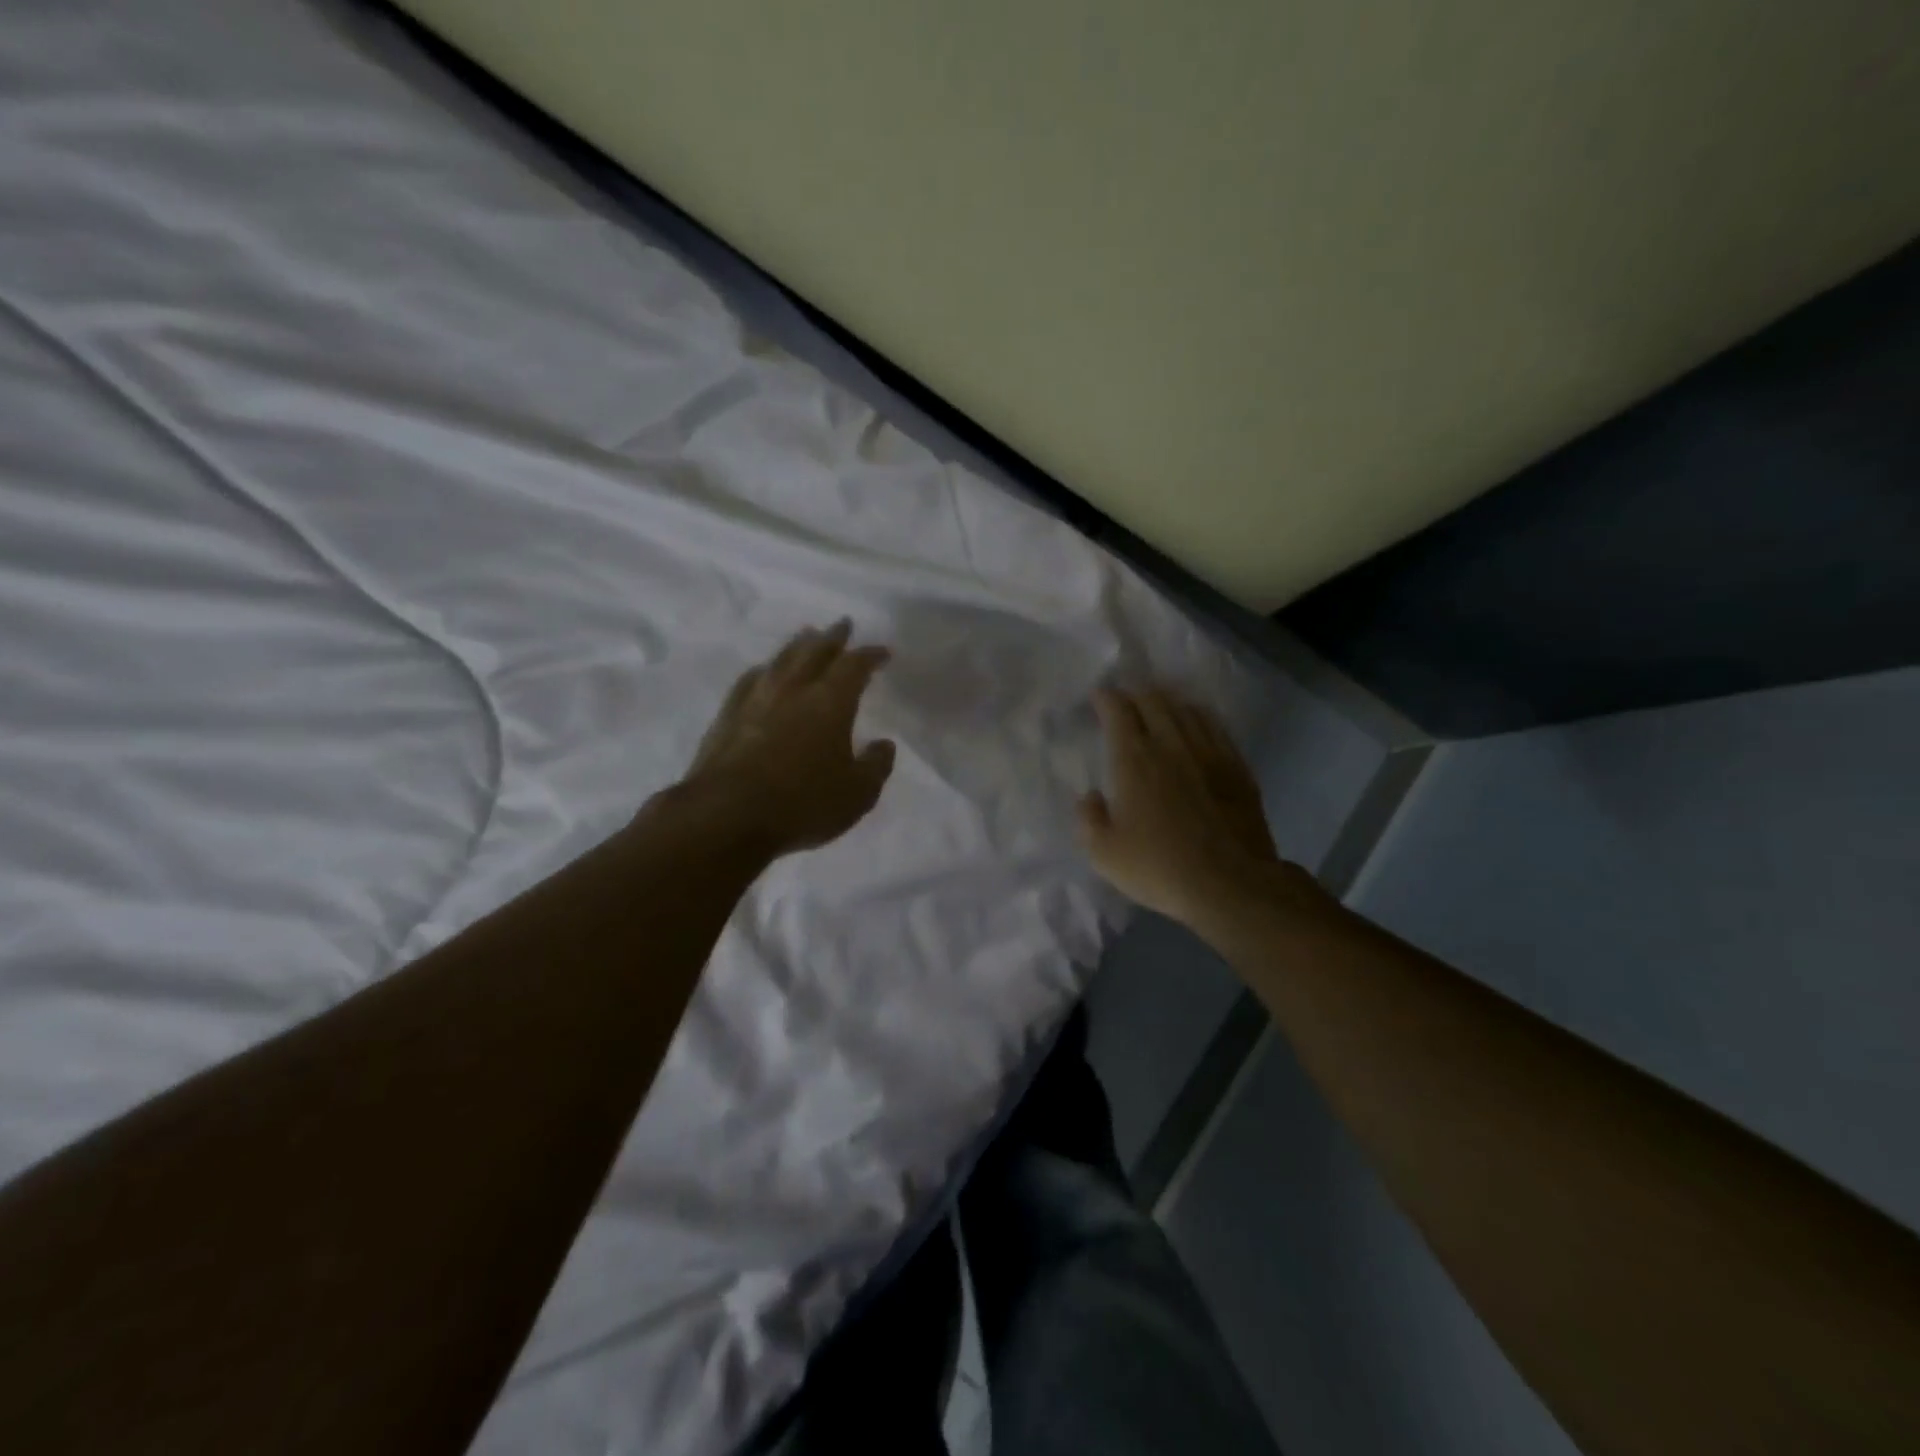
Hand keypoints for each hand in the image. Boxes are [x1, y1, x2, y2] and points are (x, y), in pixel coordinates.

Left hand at [681, 620, 896, 857]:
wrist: (726, 815)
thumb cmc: (802, 804)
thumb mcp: (857, 794)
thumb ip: (876, 766)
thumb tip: (884, 744)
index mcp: (830, 702)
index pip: (854, 666)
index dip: (870, 655)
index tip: (882, 652)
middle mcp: (793, 689)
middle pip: (815, 651)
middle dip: (832, 637)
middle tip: (842, 624)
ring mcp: (755, 699)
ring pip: (781, 660)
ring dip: (797, 645)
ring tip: (805, 636)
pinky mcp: (727, 716)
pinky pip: (750, 680)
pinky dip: (763, 670)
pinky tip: (762, 672)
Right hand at [1079, 687, 1314, 930]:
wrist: (1230, 883)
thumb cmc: (1159, 867)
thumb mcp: (1104, 854)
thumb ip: (1088, 819)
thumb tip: (1091, 798)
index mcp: (1134, 760)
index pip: (1118, 711)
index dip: (1106, 698)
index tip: (1098, 696)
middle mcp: (1171, 744)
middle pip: (1154, 701)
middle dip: (1135, 693)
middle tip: (1126, 699)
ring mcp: (1209, 752)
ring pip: (1186, 709)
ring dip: (1168, 701)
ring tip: (1159, 705)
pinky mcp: (1237, 767)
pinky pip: (1216, 727)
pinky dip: (1199, 717)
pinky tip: (1197, 723)